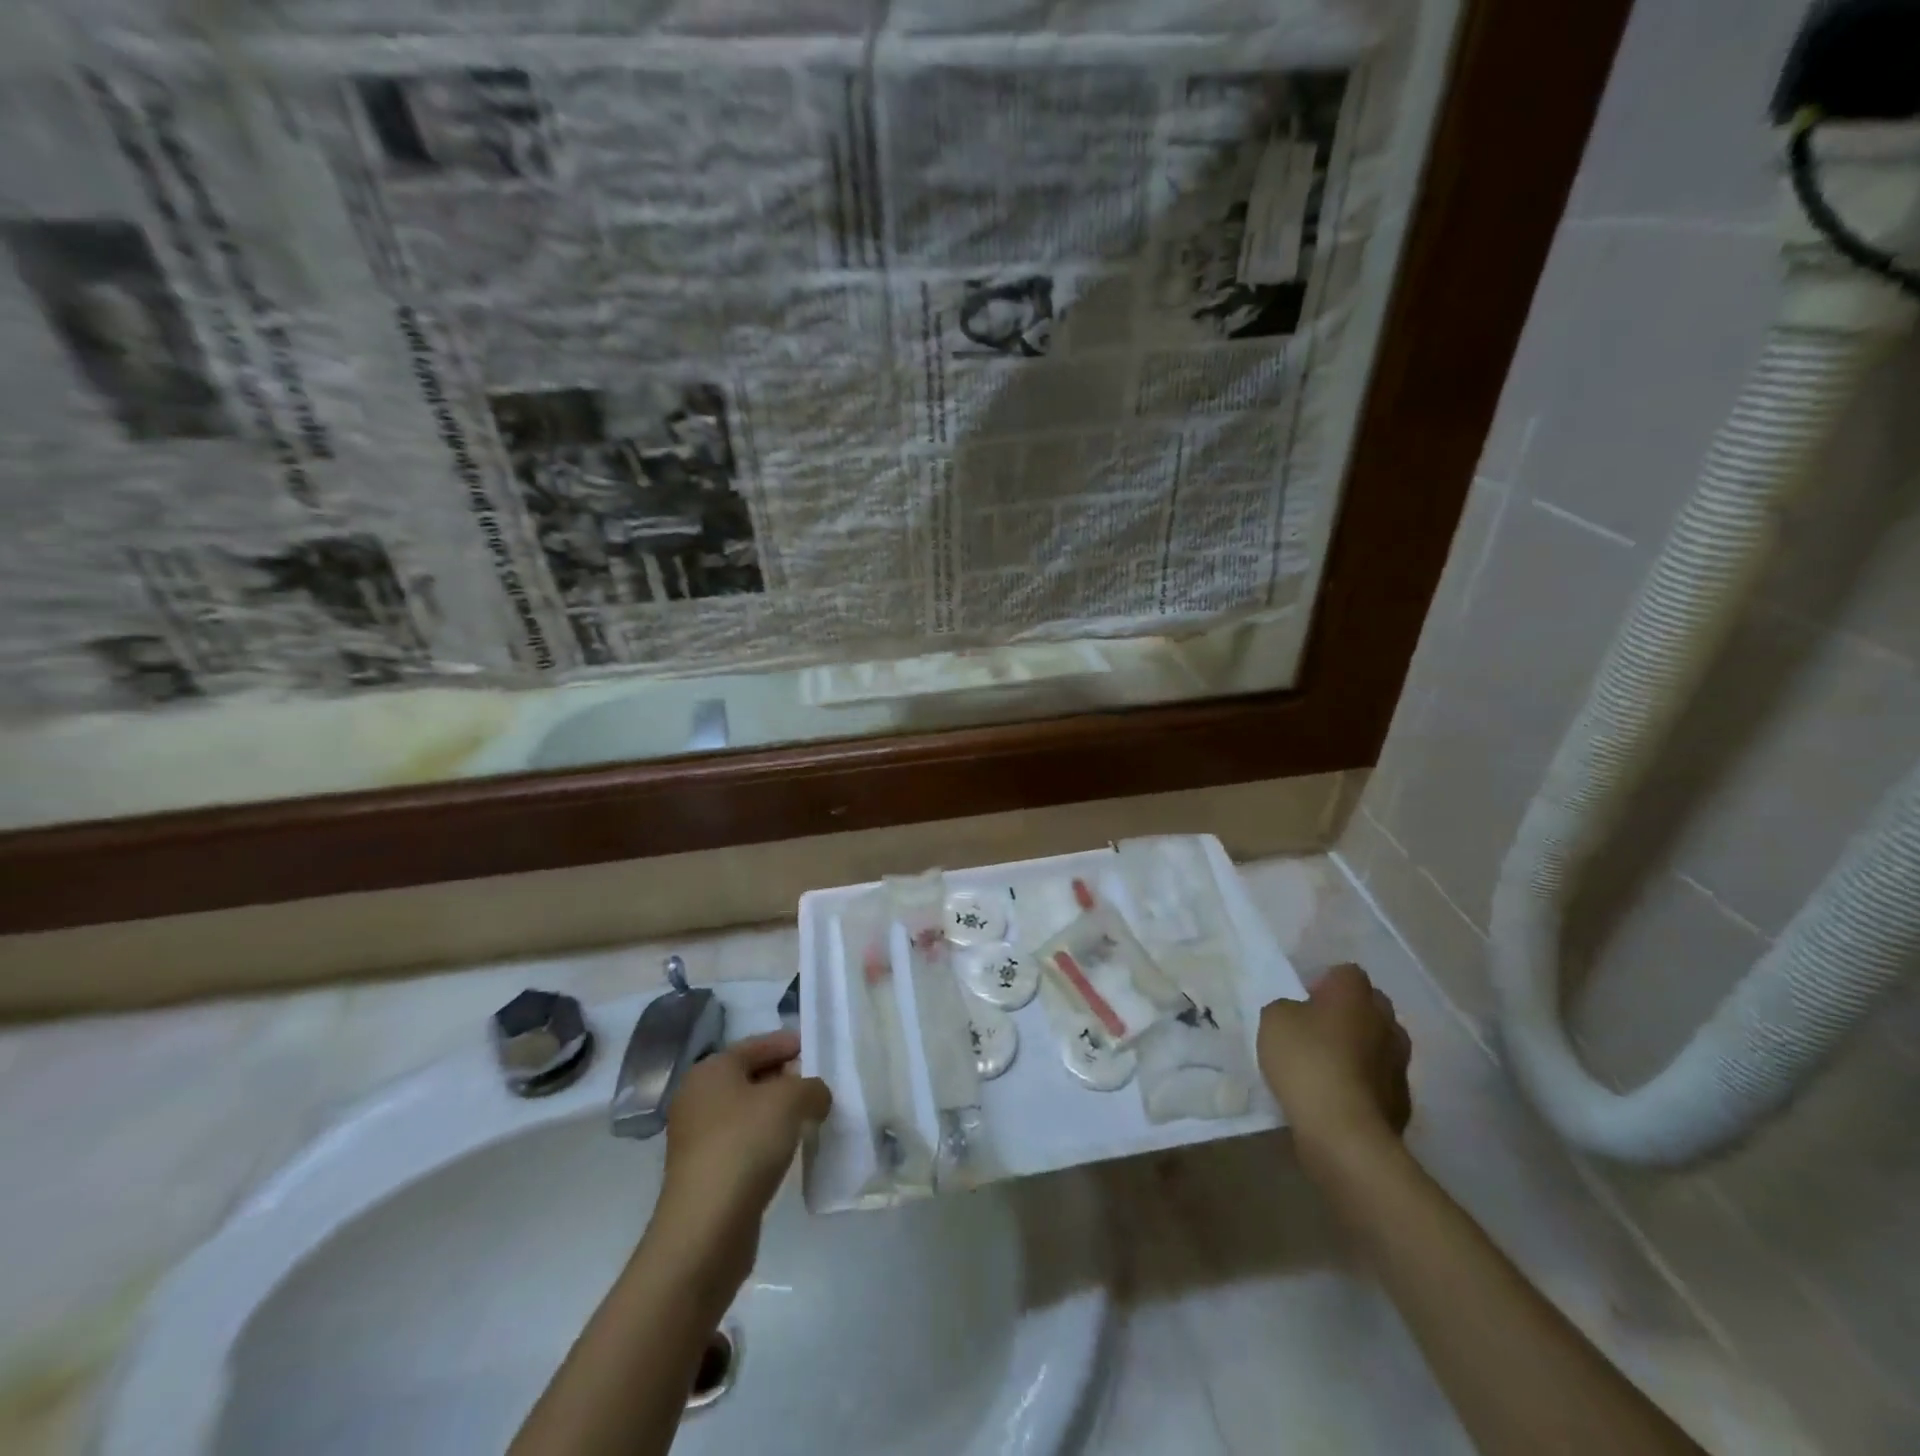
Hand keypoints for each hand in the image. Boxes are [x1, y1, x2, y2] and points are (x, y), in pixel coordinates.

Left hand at [647, 1032, 831, 1303]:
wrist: (706, 1227)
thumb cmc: (745, 1144)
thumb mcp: (790, 1100)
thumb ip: (811, 1087)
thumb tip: (815, 1096)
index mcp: (711, 1070)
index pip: (756, 1045)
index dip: (787, 1043)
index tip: (815, 1048)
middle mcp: (697, 1098)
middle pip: (750, 1077)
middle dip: (785, 1079)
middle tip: (818, 1084)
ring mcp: (696, 1138)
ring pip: (746, 1112)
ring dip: (777, 1113)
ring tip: (810, 1117)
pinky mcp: (704, 1172)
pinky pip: (742, 1142)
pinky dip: (766, 1140)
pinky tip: (789, 1150)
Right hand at [1258, 963, 1411, 1171]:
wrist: (1344, 1131)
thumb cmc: (1306, 1061)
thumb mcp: (1274, 1019)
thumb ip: (1287, 1007)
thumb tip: (1300, 1014)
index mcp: (1355, 995)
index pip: (1346, 972)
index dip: (1325, 982)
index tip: (1304, 1001)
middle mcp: (1386, 1022)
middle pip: (1370, 1006)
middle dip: (1348, 1013)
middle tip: (1316, 1030)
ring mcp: (1400, 1063)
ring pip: (1379, 1044)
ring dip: (1359, 1049)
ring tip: (1328, 1066)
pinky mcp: (1403, 1101)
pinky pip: (1380, 1080)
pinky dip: (1364, 1083)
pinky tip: (1339, 1097)